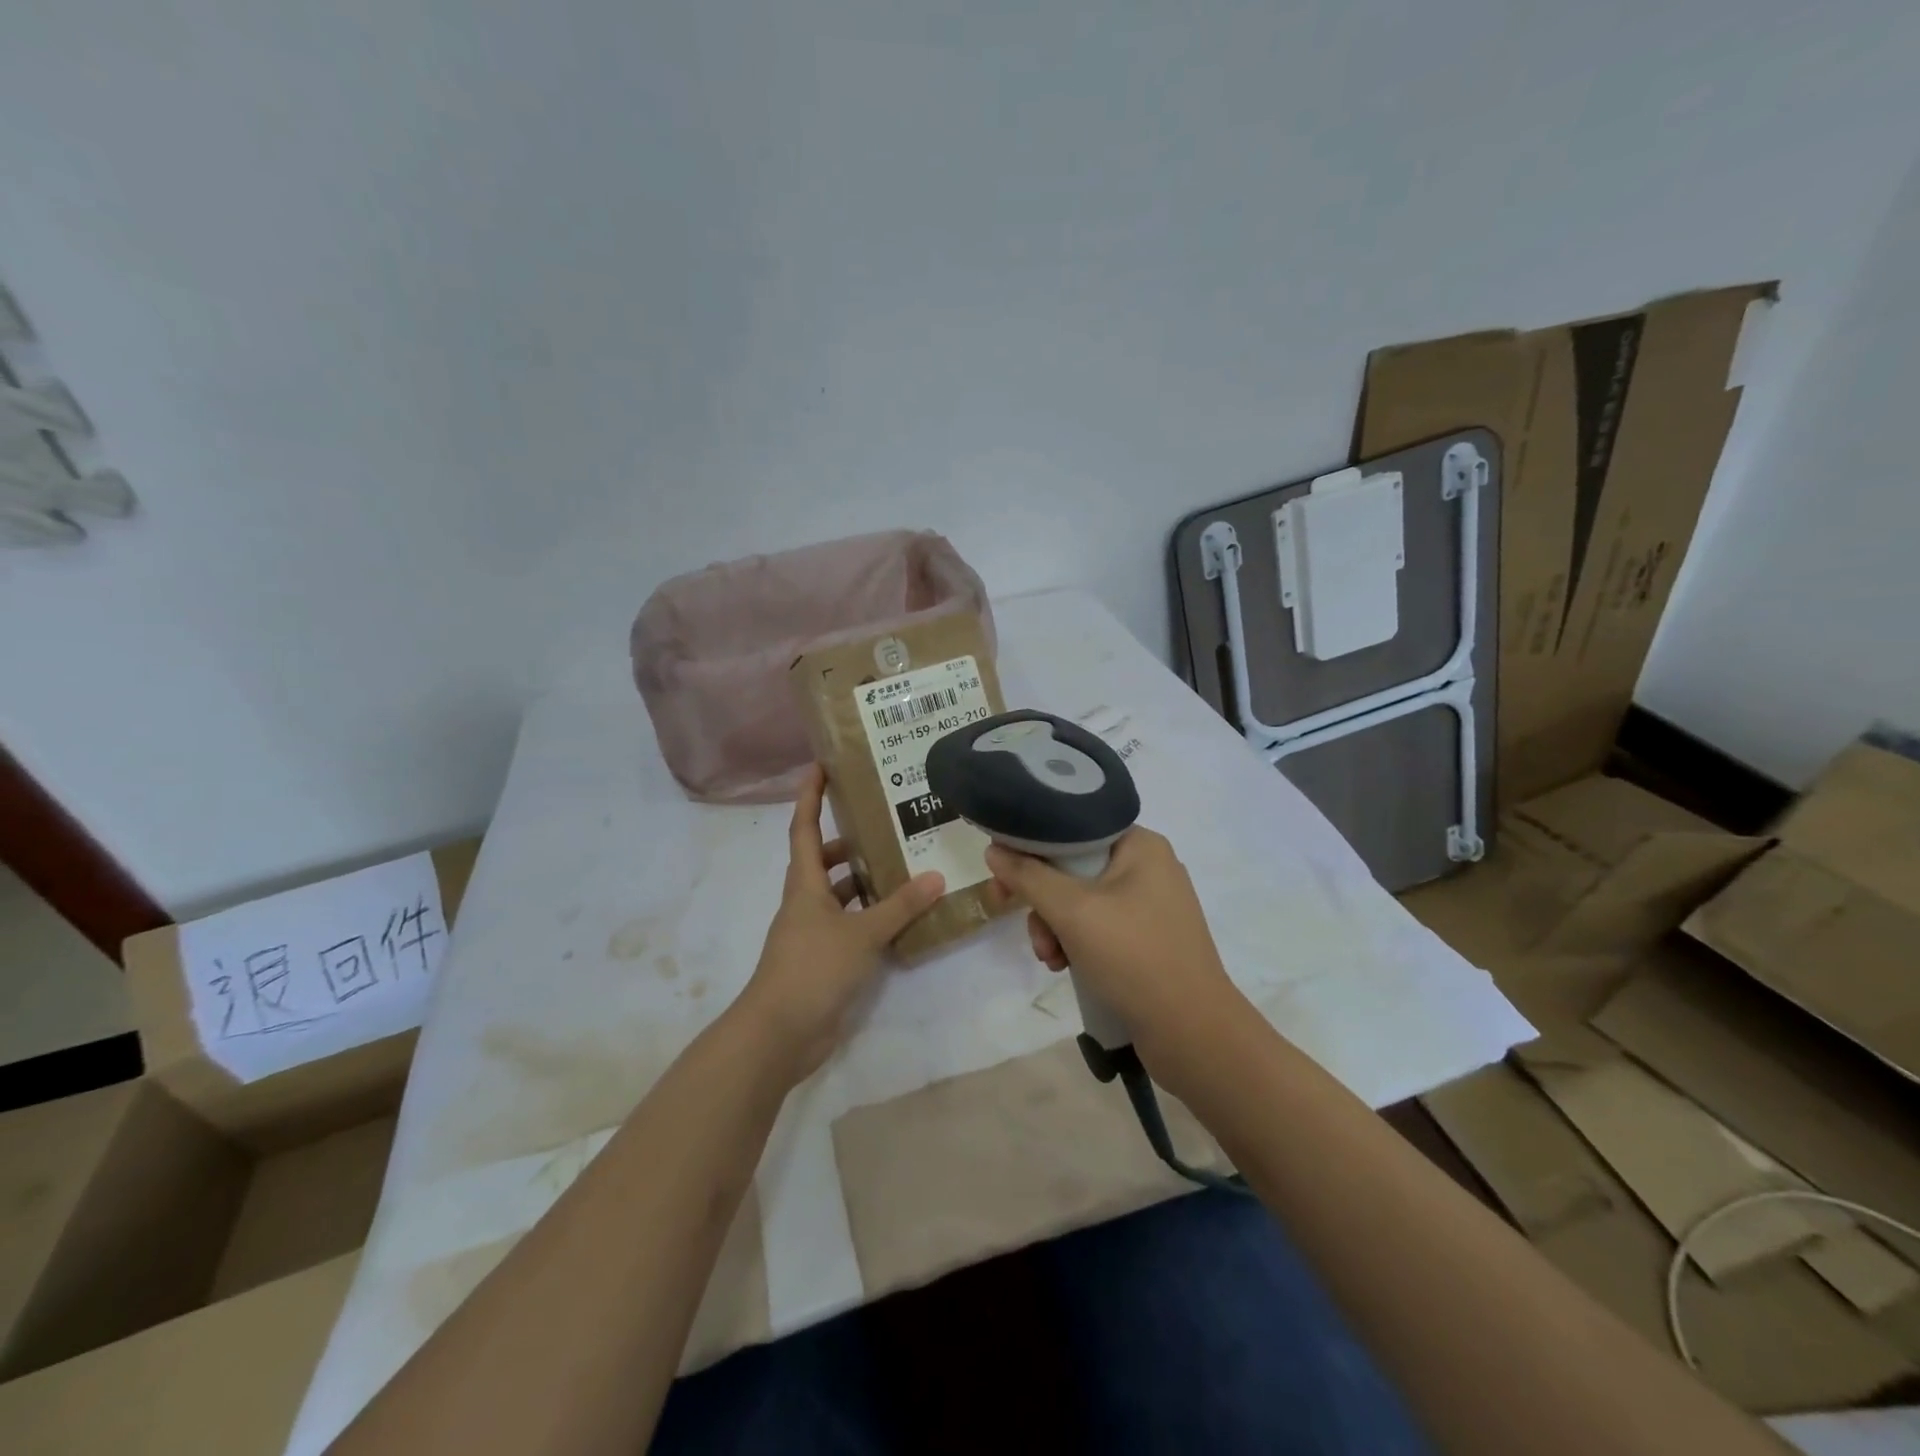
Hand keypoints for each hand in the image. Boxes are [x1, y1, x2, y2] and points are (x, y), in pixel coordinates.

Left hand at [735, 765, 944, 1082]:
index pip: (804, 828)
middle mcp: (805, 902)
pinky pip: (849, 924)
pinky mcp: (823, 959)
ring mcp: (812, 932)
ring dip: (863, 880)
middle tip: (885, 824)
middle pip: (823, 860)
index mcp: (805, 885)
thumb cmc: (812, 969)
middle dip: (848, 840)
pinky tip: (899, 917)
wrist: (779, 1034)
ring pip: (838, 894)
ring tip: (902, 866)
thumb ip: (899, 906)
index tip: (820, 767)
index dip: (810, 796)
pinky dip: (869, 916)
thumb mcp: (862, 934)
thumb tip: (935, 876)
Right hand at [984, 827, 1245, 1058]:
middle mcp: (1148, 867)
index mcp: (1140, 845)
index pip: (1072, 827)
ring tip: (1049, 957)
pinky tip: (1065, 966)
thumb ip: (1029, 876)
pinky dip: (1075, 943)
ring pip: (1080, 901)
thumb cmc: (1134, 957)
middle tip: (1010, 913)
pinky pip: (1098, 927)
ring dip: (1054, 927)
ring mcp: (1150, 905)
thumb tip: (994, 850)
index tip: (1001, 870)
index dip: (1031, 845)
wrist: (1193, 1034)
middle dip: (1041, 899)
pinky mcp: (1147, 939)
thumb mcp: (1073, 911)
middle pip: (1072, 867)